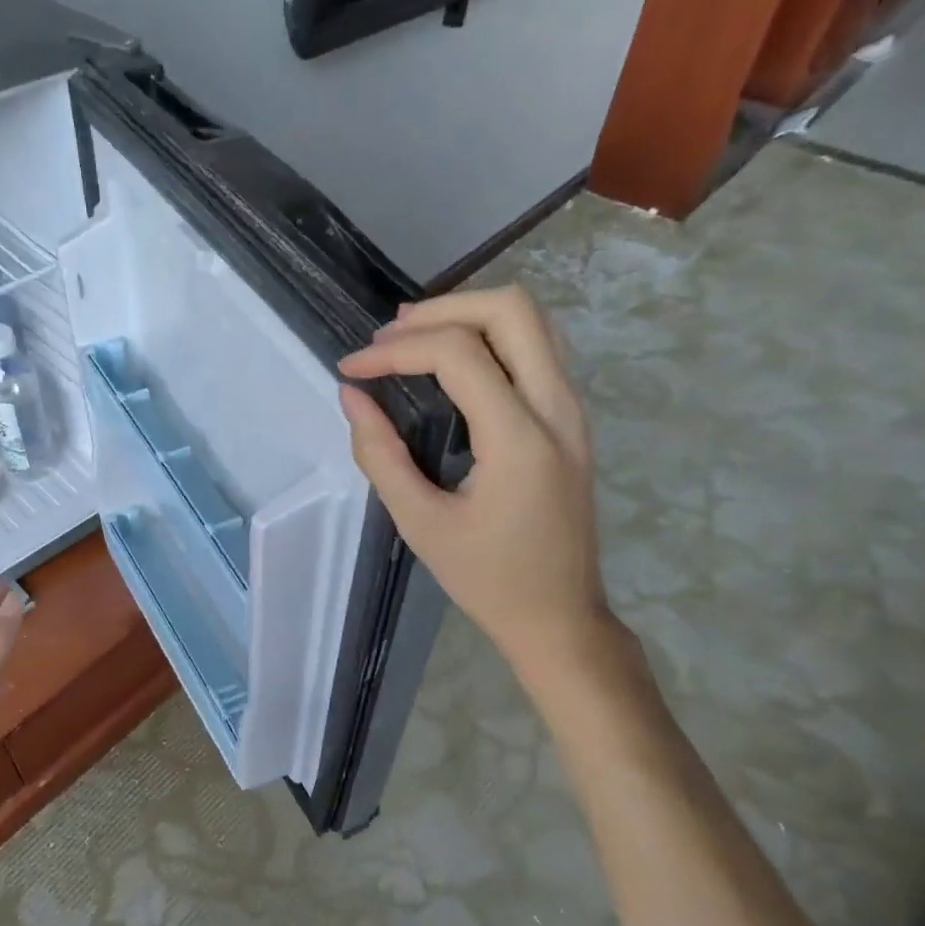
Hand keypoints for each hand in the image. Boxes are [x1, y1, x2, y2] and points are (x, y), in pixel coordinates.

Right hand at [338, 286, 615, 672]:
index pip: (458, 353)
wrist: (559, 617)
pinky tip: (450, 363)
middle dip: (441, 308)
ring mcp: (573, 411)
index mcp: (520, 438)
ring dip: (469, 315)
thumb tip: (351, 395)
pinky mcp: (570, 420)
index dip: (395, 349)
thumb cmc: (487, 579)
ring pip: (531, 321)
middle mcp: (558, 409)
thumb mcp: (420, 523)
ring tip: (412, 338)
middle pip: (511, 308)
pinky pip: (536, 350)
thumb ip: (379, 454)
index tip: (352, 368)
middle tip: (388, 336)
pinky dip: (490, 338)